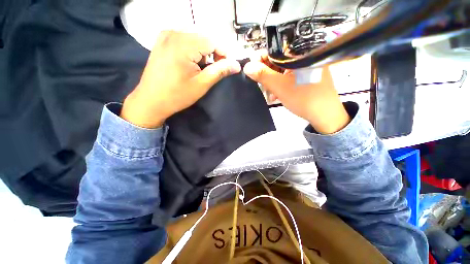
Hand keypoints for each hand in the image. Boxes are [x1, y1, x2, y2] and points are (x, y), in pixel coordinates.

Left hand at [121, 31, 240, 127]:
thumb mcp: (202, 84)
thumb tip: (237, 65)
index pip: (213, 41)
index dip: (224, 53)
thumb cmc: (177, 95)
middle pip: (204, 37)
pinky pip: (184, 38)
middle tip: (214, 69)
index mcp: (183, 45)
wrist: (151, 100)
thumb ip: (220, 71)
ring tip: (202, 67)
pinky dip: (192, 48)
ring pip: (195, 37)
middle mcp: (173, 33)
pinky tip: (191, 61)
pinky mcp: (162, 40)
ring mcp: (166, 35)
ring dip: (203, 51)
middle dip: (214, 53)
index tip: (227, 67)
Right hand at [243, 54, 349, 133]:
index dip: (260, 60)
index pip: (274, 50)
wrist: (325, 115)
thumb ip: (262, 75)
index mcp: (300, 52)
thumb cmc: (303, 98)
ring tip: (270, 95)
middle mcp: (304, 56)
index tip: (252, 72)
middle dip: (267, 76)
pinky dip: (281, 85)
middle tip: (262, 87)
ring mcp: (307, 67)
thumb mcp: (279, 87)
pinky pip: (289, 77)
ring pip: (283, 71)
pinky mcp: (307, 76)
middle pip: (278, 61)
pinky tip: (277, 95)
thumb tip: (247, 66)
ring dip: (273, 83)